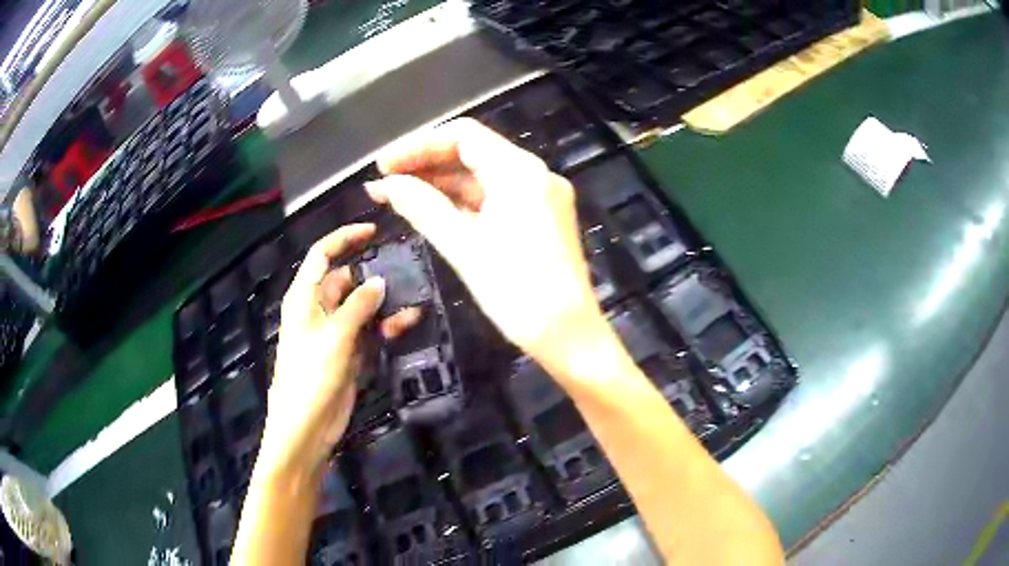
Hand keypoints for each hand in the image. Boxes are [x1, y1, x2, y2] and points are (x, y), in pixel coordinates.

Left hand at [258, 224, 419, 473]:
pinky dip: (386, 326)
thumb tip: (379, 281)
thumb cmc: (311, 377)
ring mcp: (335, 332)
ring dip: (384, 304)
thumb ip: (358, 306)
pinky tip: (408, 323)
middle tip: (406, 269)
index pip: (323, 256)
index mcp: (304, 298)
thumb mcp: (335, 337)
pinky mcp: (349, 353)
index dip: (345, 238)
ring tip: (413, 301)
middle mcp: (318, 310)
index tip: (373, 230)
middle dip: (373, 274)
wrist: (307, 427)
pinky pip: (369, 331)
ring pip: (362, 306)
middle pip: (346, 280)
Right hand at [367, 118, 615, 375]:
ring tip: (397, 196)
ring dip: (442, 184)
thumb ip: (422, 207)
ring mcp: (540, 196)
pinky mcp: (540, 218)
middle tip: (385, 183)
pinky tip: (432, 209)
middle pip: (473, 153)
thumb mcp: (463, 247)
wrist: (568, 336)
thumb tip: (386, 185)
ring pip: (483, 177)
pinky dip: (463, 202)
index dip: (418, 145)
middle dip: (427, 164)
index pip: (463, 136)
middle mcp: (535, 173)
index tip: (383, 166)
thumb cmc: (517, 291)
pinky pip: (495, 198)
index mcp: (520, 171)